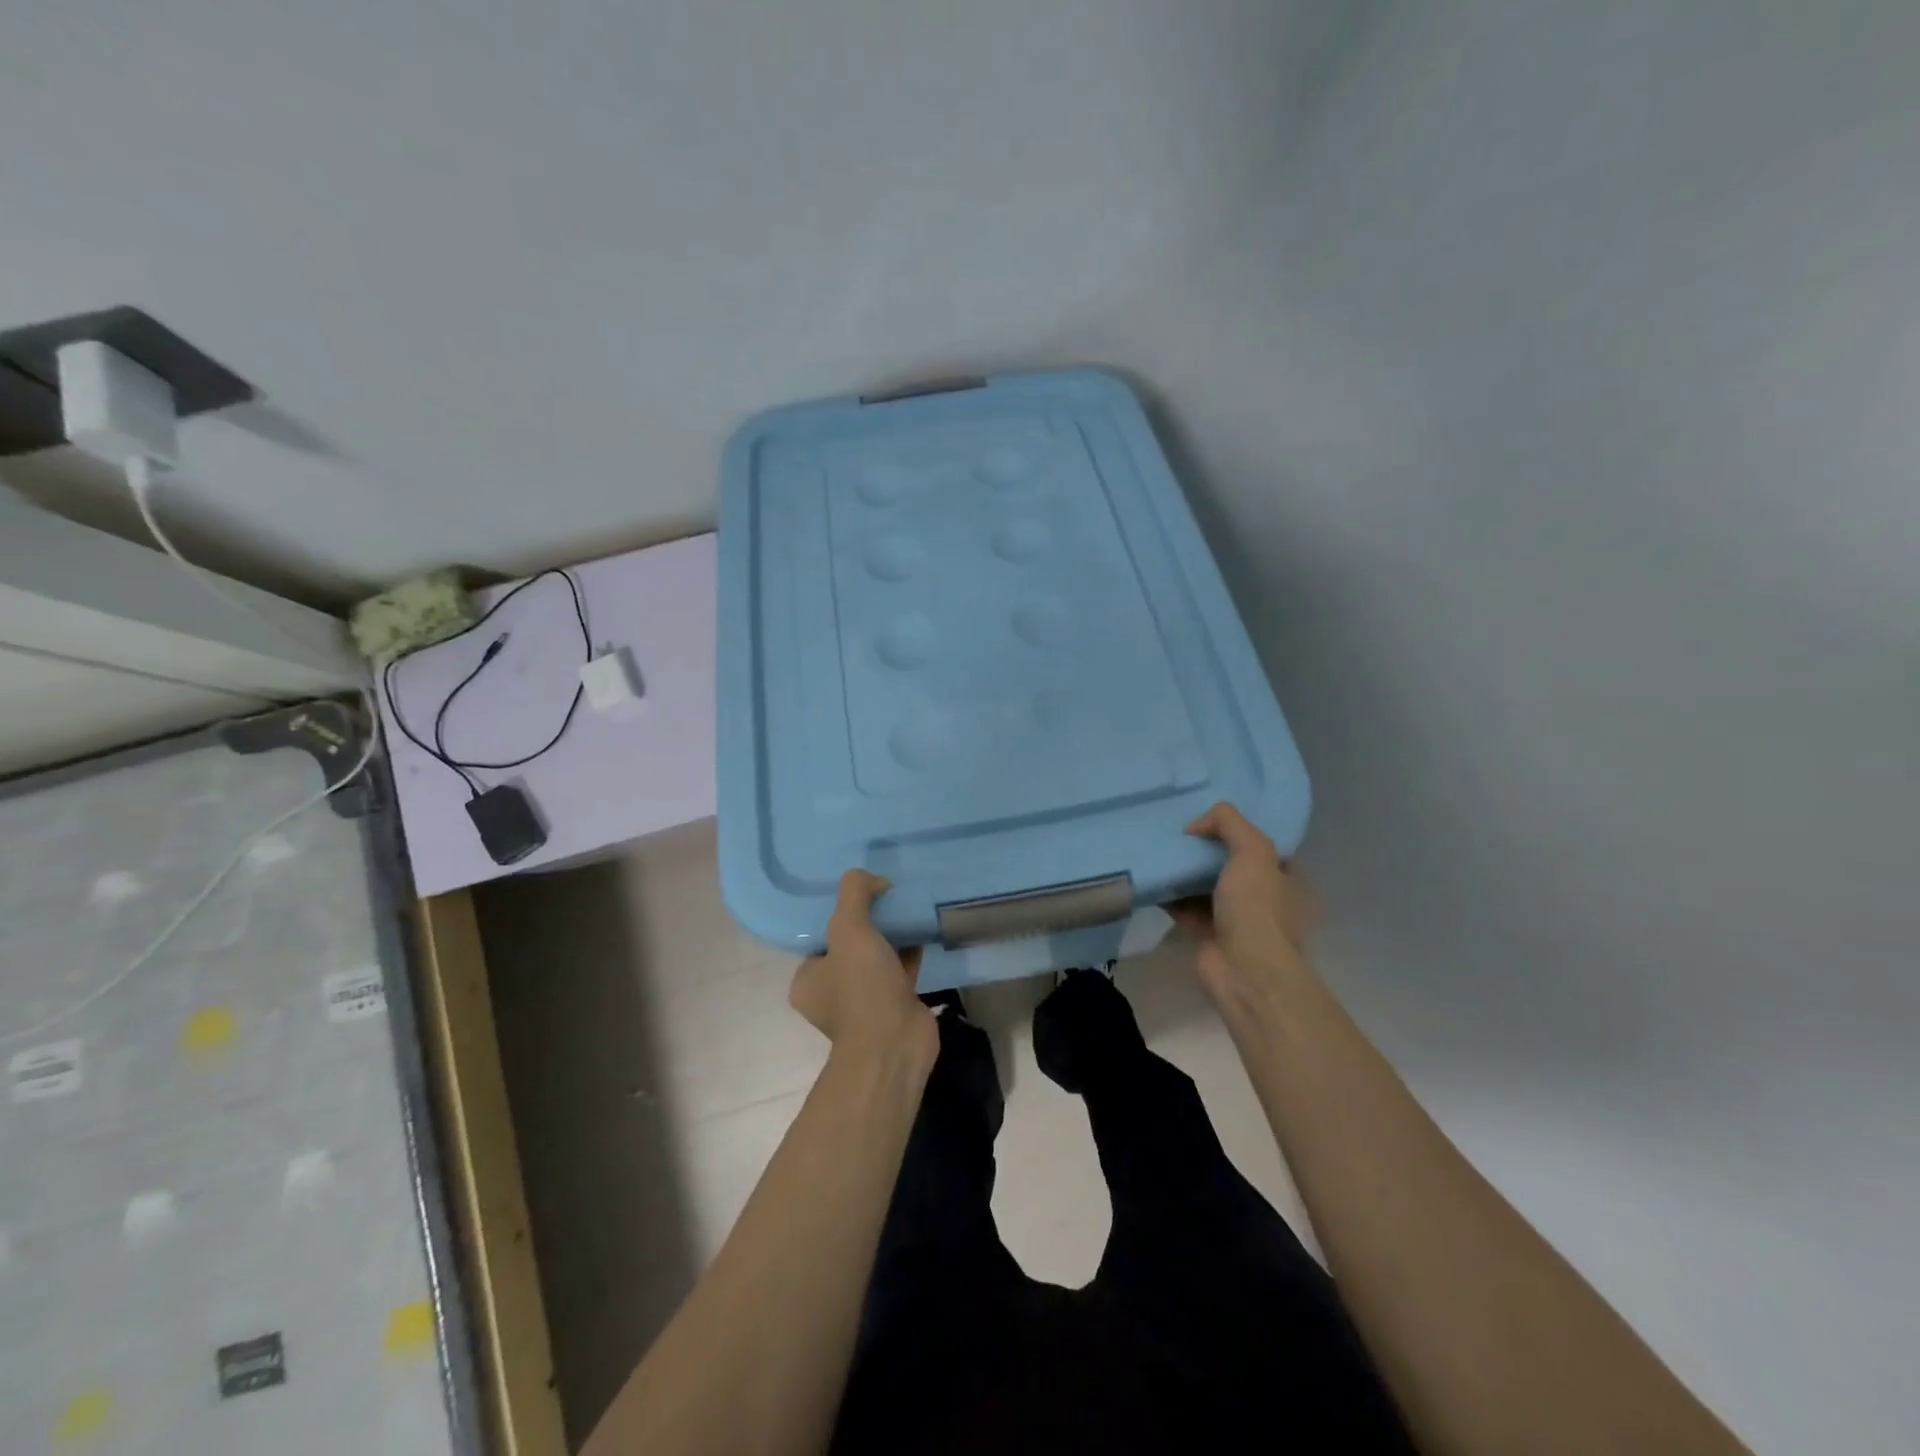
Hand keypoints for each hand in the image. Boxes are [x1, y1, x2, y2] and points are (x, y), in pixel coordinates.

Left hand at [790, 870, 934, 1067]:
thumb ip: (855, 894)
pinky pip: (900, 970)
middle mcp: (831, 993)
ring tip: (907, 906)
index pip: (820, 937)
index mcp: (808, 980)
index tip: (862, 895)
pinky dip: (910, 951)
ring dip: (891, 936)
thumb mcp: (849, 929)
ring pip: (877, 957)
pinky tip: (923, 928)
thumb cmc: (862, 988)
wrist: (896, 1044)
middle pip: (850, 945)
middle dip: (869, 922)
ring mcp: (864, 1002)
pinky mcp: (894, 1006)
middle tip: (888, 898)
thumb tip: (873, 880)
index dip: (839, 913)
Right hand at [1169, 802, 1317, 1006]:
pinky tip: (1152, 878)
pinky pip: (1185, 908)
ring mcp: (1236, 920)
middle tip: (1179, 832)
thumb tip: (1196, 825)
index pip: (1263, 847)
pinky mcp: (1208, 936)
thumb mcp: (1253, 850)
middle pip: (1231, 865)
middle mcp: (1265, 899)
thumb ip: (1228, 824)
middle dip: (1206, 851)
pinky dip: (1170, 896)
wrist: (1245, 970)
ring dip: (1185, 872)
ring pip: (1206, 887)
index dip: (1238, 831)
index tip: (1210, 819)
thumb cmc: (1257, 908)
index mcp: (1286, 879)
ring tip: (1160, 850)